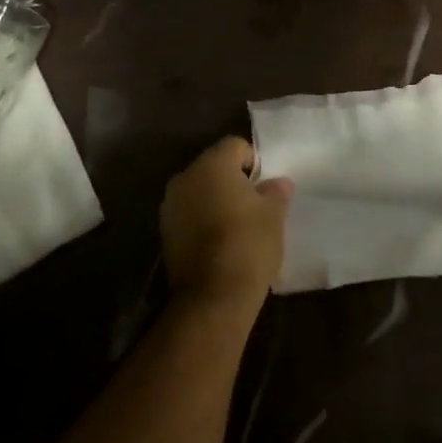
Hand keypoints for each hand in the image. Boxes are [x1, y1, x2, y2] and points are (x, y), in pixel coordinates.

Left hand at [160, 137, 291, 320]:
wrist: (213, 296)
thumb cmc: (248, 244)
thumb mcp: (274, 215)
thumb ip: (275, 191)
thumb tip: (277, 183)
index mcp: (212, 164)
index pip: (235, 146)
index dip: (254, 162)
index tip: (265, 186)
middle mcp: (185, 177)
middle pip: (214, 167)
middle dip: (233, 180)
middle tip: (254, 204)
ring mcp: (170, 205)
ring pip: (199, 191)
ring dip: (215, 200)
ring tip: (237, 225)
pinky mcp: (164, 232)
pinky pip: (189, 214)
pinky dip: (202, 220)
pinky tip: (219, 242)